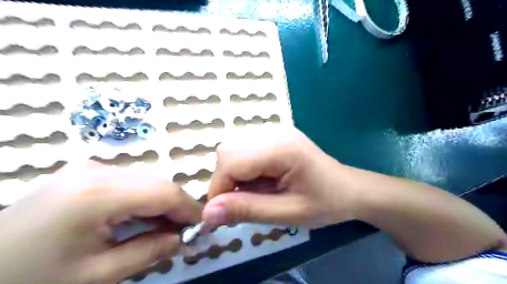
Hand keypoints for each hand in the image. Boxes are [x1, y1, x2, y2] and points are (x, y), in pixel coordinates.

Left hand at [0, 161, 202, 283]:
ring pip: (146, 182)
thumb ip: (149, 252)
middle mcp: (98, 170)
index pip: (164, 192)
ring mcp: (90, 167)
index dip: (189, 209)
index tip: (202, 227)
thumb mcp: (96, 276)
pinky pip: (129, 183)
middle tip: (184, 233)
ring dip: (161, 204)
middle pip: (157, 184)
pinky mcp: (86, 172)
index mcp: (98, 193)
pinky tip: (141, 219)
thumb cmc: (31, 280)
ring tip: (165, 229)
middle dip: (176, 208)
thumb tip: (183, 239)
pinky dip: (143, 200)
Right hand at [202, 126, 354, 229]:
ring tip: (254, 192)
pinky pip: (243, 149)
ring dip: (233, 174)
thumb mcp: (288, 213)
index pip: (231, 161)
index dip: (218, 189)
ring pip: (232, 149)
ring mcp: (274, 131)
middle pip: (228, 151)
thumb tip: (207, 214)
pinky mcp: (274, 136)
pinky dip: (242, 168)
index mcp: (281, 148)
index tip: (221, 215)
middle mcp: (274, 132)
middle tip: (241, 203)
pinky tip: (259, 180)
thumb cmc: (325, 203)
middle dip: (225, 180)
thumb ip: (247, 210)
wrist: (349, 188)